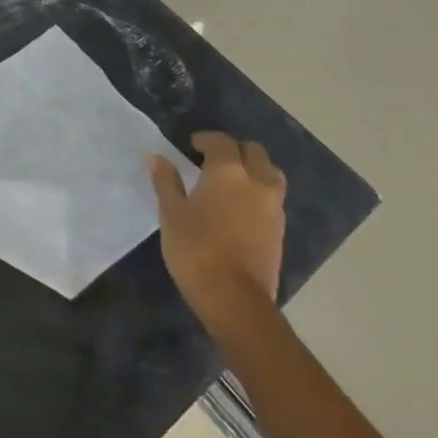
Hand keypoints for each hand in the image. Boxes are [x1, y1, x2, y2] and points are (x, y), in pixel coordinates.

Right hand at [149, 131, 286, 327]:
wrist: (234, 298)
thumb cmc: (195, 249)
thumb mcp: (171, 213)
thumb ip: (166, 182)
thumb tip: (157, 158)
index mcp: (228, 172)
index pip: (221, 142)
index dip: (205, 139)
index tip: (191, 145)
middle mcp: (257, 182)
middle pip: (253, 151)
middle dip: (234, 149)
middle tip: (212, 160)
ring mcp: (273, 206)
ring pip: (270, 173)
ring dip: (252, 168)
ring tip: (230, 181)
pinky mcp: (280, 229)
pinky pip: (272, 197)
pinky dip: (258, 191)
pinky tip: (239, 206)